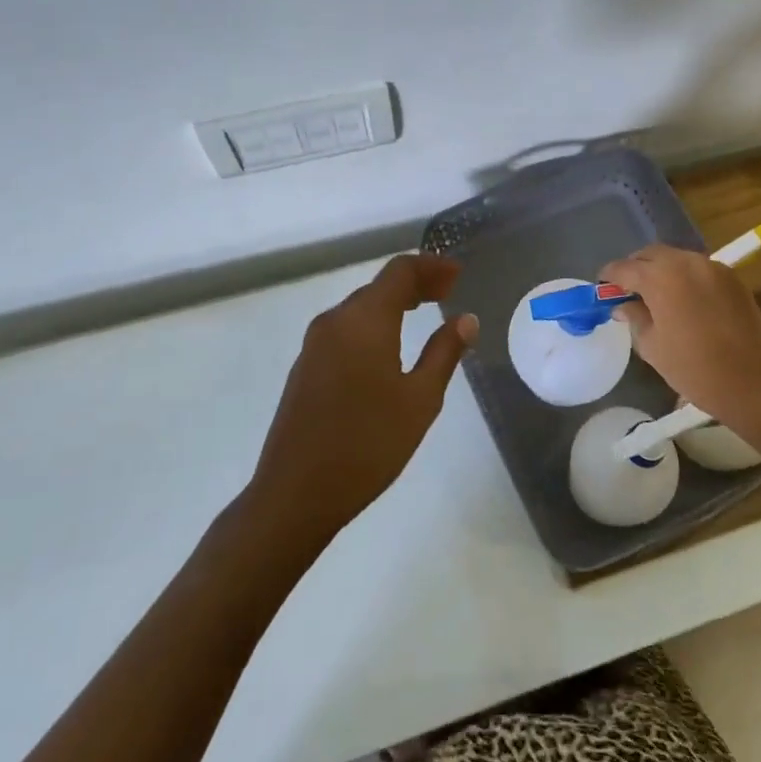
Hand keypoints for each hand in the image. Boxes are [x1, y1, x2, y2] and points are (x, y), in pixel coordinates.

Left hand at [251, 254, 477, 539]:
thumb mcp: (420, 400)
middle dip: (416, 283)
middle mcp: (335, 321)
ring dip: (394, 302)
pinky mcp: (305, 366)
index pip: (400, 271)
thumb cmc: (367, 444)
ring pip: (361, 306)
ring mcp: (314, 344)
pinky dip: (374, 323)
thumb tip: (466, 319)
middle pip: (379, 285)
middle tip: (449, 292)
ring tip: (424, 312)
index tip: (458, 274)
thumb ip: (445, 352)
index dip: (431, 266)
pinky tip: (388, 345)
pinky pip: (346, 328)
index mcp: (364, 320)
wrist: (295, 495)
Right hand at [599, 244, 760, 441]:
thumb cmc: (694, 369)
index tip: (602, 289)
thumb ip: (634, 318)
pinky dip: (685, 277)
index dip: (609, 278)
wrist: (752, 384)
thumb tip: (623, 305)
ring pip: (676, 259)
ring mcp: (712, 267)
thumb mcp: (652, 347)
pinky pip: (699, 268)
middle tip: (627, 291)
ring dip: (661, 271)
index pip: (624, 268)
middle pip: (651, 255)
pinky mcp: (732, 278)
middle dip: (635, 268)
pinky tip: (683, 300)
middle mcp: (686, 262)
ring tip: (655, 295)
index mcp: (661, 277)